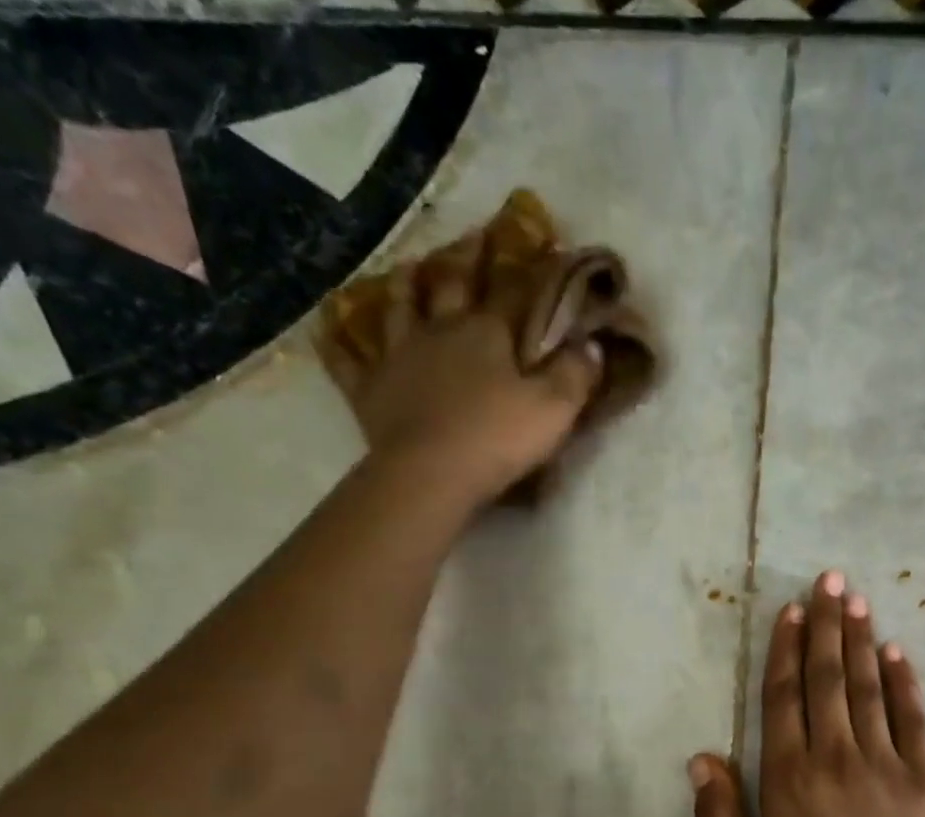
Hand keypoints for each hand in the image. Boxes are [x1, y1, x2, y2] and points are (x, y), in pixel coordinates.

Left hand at [321, 262, 601, 502]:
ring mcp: (398, 355)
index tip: (541, 244)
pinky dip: (340, 341)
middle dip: (467, 257)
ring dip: (406, 284)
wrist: (432, 473)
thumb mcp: (554, 410)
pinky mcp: (370, 389)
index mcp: (486, 333)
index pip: (512, 291)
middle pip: (452, 283)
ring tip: (411, 267)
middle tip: (475, 235)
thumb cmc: (498, 439)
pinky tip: (333, 327)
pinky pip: (348, 359)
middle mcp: (439, 330)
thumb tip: (590, 342)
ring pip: (399, 306)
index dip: (530, 268)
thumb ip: (576, 375)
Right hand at [689, 571, 924, 816]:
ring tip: (857, 600)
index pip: (784, 698)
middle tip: (830, 580)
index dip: (786, 650)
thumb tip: (701, 759)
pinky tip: (898, 653)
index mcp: (788, 780)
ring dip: (861, 642)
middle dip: (826, 626)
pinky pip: (914, 721)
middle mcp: (836, 758)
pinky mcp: (924, 783)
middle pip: (828, 680)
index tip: (791, 610)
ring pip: (869, 690)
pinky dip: (904, 684)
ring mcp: (887, 767)